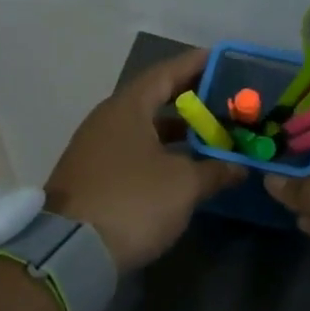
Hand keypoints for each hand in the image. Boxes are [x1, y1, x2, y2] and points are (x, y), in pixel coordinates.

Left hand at [45, 48, 247, 273]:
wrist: (70, 252)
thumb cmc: (132, 201)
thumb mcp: (183, 185)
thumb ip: (215, 170)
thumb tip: (239, 167)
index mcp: (127, 108)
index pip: (165, 73)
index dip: (193, 64)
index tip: (219, 58)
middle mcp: (107, 121)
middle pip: (153, 99)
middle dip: (189, 100)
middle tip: (222, 100)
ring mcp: (95, 150)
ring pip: (143, 129)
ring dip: (176, 131)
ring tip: (210, 135)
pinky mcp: (92, 178)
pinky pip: (133, 152)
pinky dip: (160, 152)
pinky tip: (182, 167)